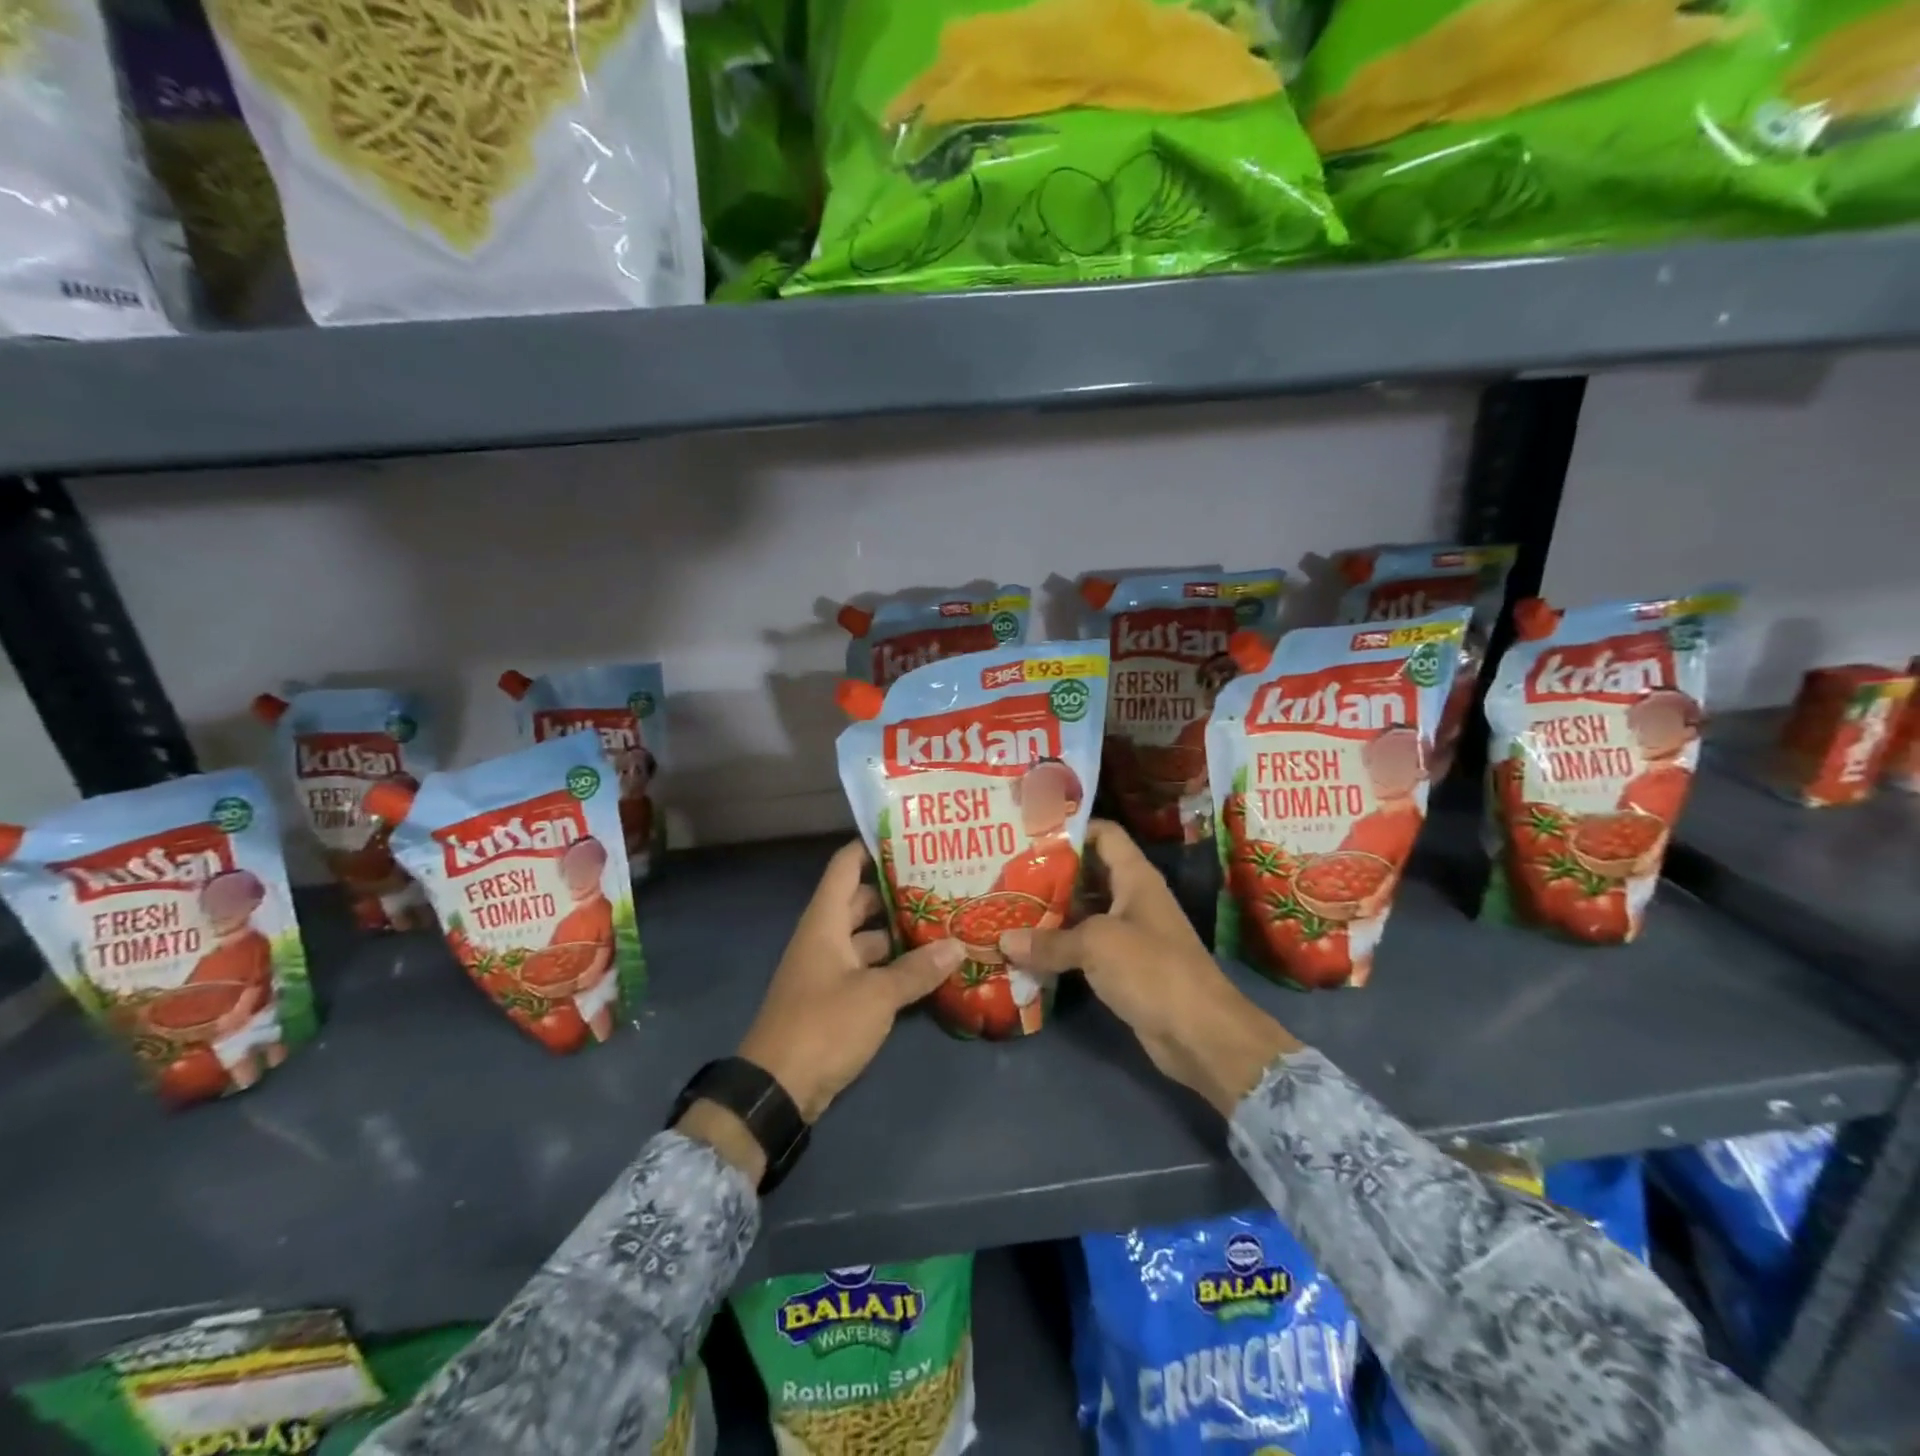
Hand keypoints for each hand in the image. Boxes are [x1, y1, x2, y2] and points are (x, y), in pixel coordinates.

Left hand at [735, 841, 963, 1122]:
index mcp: (825, 922)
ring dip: (900, 932)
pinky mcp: (836, 999)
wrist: (777, 1089)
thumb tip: (958, 946)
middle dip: (898, 892)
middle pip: (862, 900)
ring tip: (945, 921)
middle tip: (942, 882)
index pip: (846, 866)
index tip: (911, 838)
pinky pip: (869, 969)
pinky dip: (894, 966)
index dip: (873, 846)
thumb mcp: (876, 995)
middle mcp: (825, 937)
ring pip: (869, 938)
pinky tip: (929, 967)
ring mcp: (829, 969)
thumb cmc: (823, 1025)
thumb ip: (918, 970)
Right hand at [999, 820, 1300, 1113]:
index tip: (1029, 835)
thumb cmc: (1152, 969)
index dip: (1070, 830)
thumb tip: (1003, 942)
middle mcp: (1133, 898)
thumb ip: (1049, 941)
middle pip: (1088, 874)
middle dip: (1050, 875)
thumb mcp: (1096, 945)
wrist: (1200, 1033)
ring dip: (1050, 914)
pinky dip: (1060, 947)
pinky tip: (1027, 951)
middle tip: (1007, 875)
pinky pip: (1086, 947)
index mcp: (1134, 876)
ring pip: (1084, 913)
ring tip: (1008, 909)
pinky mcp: (1124, 967)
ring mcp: (1130, 934)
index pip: (1103, 834)